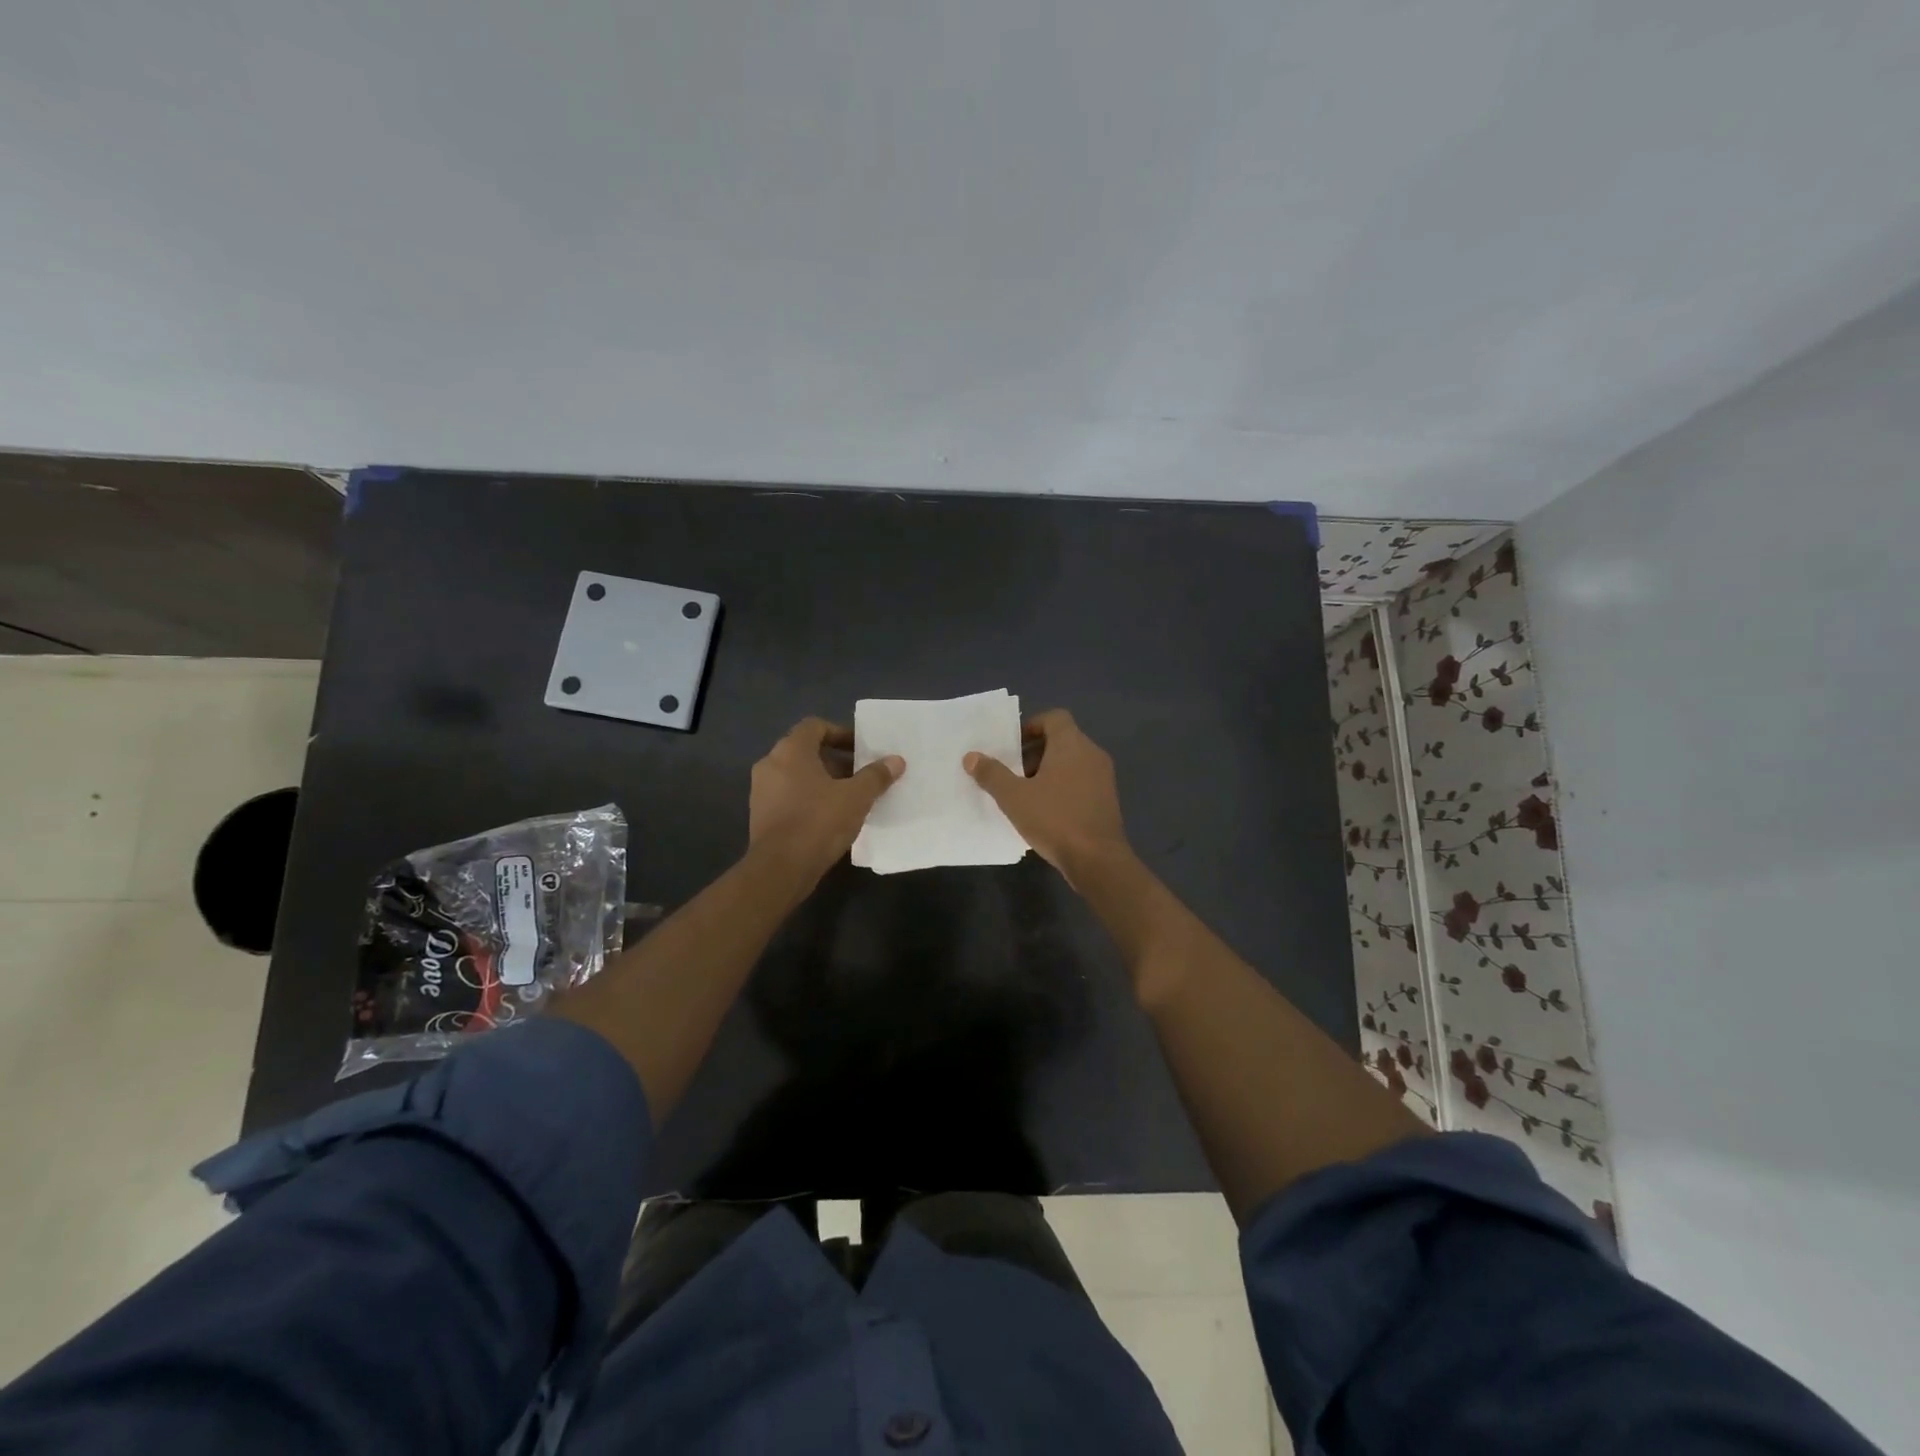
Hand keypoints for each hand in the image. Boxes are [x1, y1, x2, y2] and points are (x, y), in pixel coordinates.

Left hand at [749, 718, 903, 884]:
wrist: (780, 869)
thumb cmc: (818, 822)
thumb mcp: (856, 797)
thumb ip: (876, 776)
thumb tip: (896, 760)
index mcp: (790, 751)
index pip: (815, 726)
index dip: (840, 733)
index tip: (862, 750)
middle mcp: (770, 764)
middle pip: (807, 751)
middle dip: (837, 761)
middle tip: (862, 775)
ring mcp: (762, 791)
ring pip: (798, 775)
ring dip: (824, 781)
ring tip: (851, 798)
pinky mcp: (761, 815)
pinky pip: (790, 796)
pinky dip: (810, 799)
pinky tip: (831, 818)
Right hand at [964, 709, 1130, 883]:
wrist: (1097, 860)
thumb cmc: (1054, 819)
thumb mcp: (1014, 797)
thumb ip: (992, 774)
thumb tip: (971, 757)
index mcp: (1072, 744)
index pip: (1054, 718)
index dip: (1031, 726)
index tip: (1012, 746)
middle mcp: (1092, 754)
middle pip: (1061, 740)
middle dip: (1034, 753)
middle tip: (1012, 772)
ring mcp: (1104, 777)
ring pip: (1071, 762)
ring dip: (1047, 771)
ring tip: (1024, 794)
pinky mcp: (1107, 800)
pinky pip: (1081, 781)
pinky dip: (1062, 787)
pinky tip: (1045, 811)